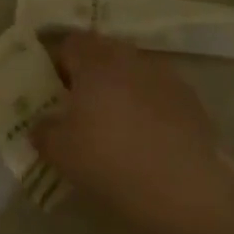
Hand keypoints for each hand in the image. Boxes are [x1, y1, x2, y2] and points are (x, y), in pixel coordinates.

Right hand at [31, 33, 233, 233]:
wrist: (187, 190)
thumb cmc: (112, 162)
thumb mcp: (61, 153)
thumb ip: (44, 132)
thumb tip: (42, 125)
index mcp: (95, 62)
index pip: (69, 43)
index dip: (57, 63)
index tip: (53, 91)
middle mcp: (130, 58)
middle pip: (103, 52)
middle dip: (90, 73)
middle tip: (80, 107)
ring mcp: (165, 76)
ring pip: (132, 72)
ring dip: (120, 88)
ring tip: (115, 125)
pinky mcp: (191, 99)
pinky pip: (158, 92)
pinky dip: (147, 106)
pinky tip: (146, 138)